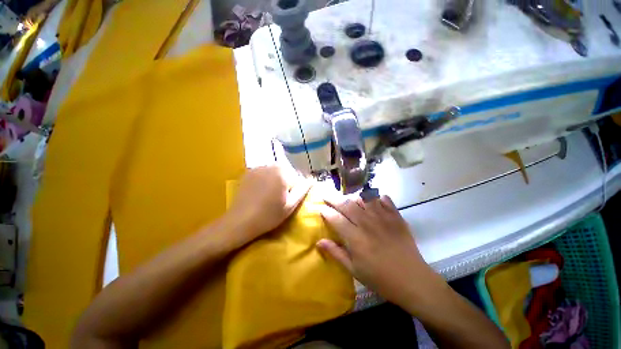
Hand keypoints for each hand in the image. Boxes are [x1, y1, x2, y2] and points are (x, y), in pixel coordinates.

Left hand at [225, 166, 310, 245]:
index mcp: (283, 173)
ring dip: (276, 180)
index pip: (297, 177)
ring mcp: (258, 167)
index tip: (288, 200)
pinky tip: (260, 191)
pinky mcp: (248, 172)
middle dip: (286, 182)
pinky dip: (265, 179)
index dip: (295, 189)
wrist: (240, 221)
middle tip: (279, 198)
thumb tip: (312, 180)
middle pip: (286, 172)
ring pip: (275, 171)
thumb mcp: (290, 205)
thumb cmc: (269, 215)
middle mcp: (271, 165)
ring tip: (269, 195)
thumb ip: (303, 190)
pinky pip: (263, 172)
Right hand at [317, 195, 445, 308]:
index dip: (326, 211)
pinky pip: (384, 199)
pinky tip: (373, 200)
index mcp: (355, 238)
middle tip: (327, 195)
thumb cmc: (380, 278)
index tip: (321, 207)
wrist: (412, 280)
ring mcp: (383, 217)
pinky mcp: (396, 216)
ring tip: (349, 199)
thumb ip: (336, 253)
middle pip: (347, 204)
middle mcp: (367, 223)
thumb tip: (319, 241)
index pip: (335, 218)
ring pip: (363, 198)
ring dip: (353, 196)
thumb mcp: (354, 270)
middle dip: (333, 198)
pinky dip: (376, 197)